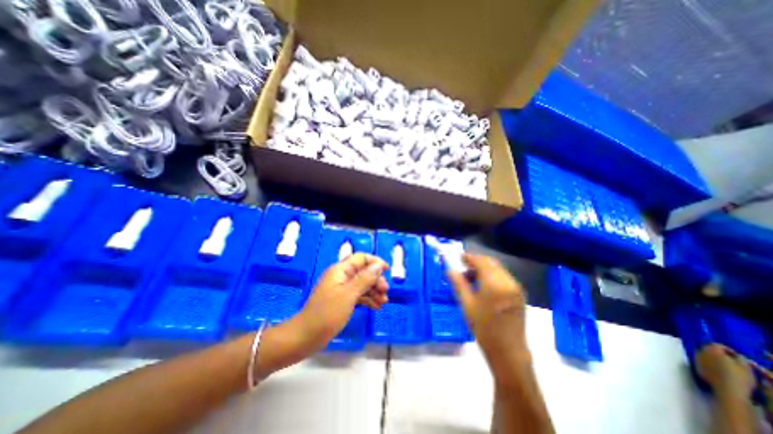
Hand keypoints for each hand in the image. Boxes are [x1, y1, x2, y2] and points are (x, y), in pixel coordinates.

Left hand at [299, 252, 389, 346]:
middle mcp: (341, 276)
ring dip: (374, 291)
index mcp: (340, 270)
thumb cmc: (327, 314)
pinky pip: (358, 295)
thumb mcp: (349, 295)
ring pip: (362, 284)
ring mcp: (341, 289)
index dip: (375, 262)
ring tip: (383, 302)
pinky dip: (368, 299)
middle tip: (385, 292)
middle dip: (376, 280)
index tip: (387, 271)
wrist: (306, 337)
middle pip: (363, 272)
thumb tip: (379, 265)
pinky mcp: (342, 300)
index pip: (361, 258)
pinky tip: (376, 307)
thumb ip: (365, 278)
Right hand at [448, 255, 531, 382]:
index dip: (469, 257)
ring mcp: (516, 288)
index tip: (458, 258)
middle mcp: (508, 281)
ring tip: (471, 279)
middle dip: (476, 262)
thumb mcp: (467, 305)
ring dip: (484, 269)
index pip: (481, 261)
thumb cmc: (484, 329)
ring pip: (497, 269)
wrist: (509, 353)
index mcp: (495, 284)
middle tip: (463, 268)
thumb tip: (449, 270)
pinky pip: (503, 277)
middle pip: (490, 263)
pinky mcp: (519, 294)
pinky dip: (492, 276)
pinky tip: (483, 286)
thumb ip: (458, 283)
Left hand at [695, 344, 755, 398]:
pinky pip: (702, 362)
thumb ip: (739, 358)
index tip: (736, 356)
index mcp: (712, 350)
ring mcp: (697, 359)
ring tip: (723, 366)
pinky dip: (709, 364)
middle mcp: (701, 352)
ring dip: (712, 358)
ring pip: (704, 355)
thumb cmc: (739, 377)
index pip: (718, 345)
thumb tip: (736, 355)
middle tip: (730, 360)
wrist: (728, 389)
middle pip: (709, 349)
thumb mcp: (745, 367)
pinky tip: (717, 371)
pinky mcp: (696, 366)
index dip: (728, 350)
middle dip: (719, 353)